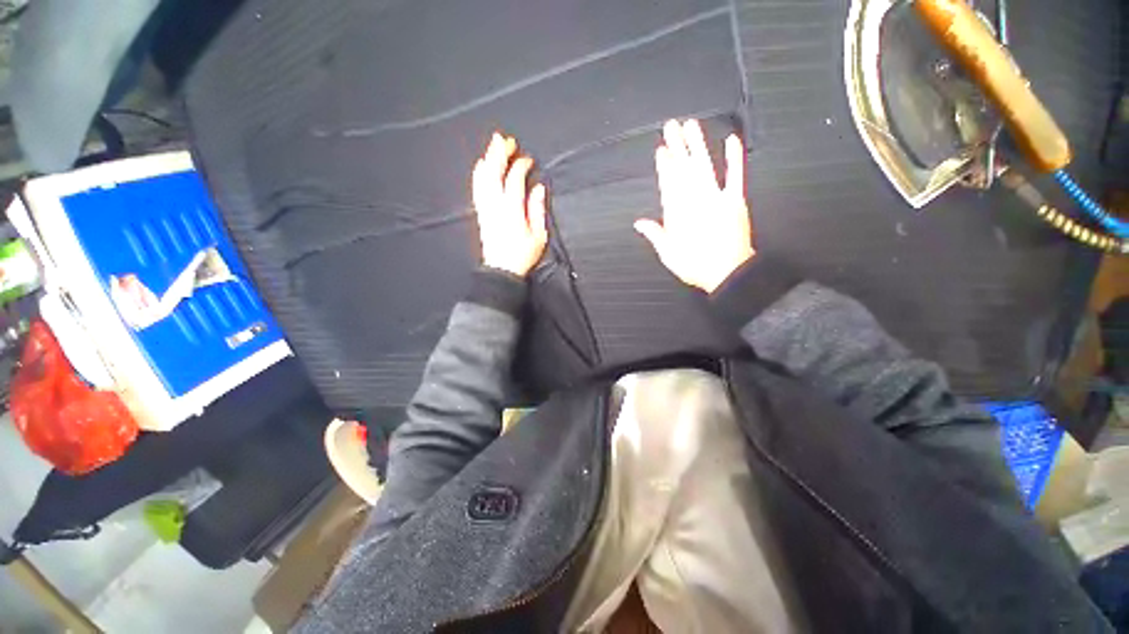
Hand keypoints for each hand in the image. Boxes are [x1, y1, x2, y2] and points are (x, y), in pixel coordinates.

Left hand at [472, 132, 548, 277]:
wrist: (502, 270)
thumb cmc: (523, 255)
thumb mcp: (538, 236)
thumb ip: (537, 210)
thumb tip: (538, 188)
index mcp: (512, 210)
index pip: (514, 180)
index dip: (520, 166)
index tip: (528, 160)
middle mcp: (496, 206)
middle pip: (494, 173)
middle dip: (500, 154)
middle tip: (506, 139)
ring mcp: (486, 209)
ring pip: (483, 178)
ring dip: (488, 159)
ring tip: (494, 144)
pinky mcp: (481, 213)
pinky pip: (477, 188)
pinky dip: (479, 174)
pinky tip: (481, 165)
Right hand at [634, 119, 753, 292]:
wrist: (726, 273)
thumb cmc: (695, 264)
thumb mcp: (667, 253)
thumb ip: (654, 234)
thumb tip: (638, 223)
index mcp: (677, 213)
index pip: (668, 182)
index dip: (664, 164)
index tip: (661, 149)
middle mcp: (694, 201)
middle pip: (683, 169)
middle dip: (677, 146)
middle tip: (672, 127)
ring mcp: (715, 198)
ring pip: (704, 166)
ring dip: (698, 145)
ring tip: (692, 126)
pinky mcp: (735, 201)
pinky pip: (735, 176)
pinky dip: (734, 158)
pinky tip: (731, 141)